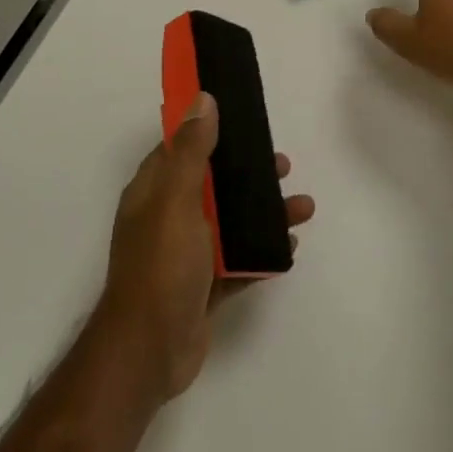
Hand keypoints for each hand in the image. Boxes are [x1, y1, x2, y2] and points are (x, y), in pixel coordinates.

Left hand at [99, 93, 315, 401]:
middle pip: (213, 183)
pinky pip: (240, 259)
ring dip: (266, 212)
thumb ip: (191, 152)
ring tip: (302, 208)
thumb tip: (203, 99)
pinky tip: (288, 247)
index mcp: (155, 193)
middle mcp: (169, 218)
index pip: (180, 148)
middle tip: (283, 165)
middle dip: (249, 172)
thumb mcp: (176, 201)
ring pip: (232, 221)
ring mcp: (187, 254)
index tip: (244, 119)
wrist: (150, 352)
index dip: (209, 130)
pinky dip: (263, 250)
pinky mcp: (205, 284)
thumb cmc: (162, 268)